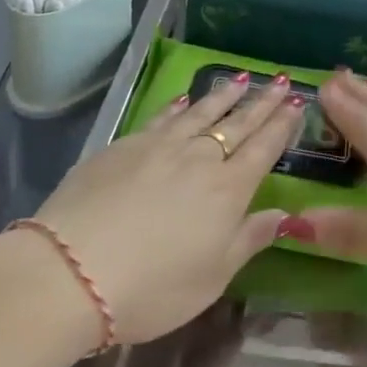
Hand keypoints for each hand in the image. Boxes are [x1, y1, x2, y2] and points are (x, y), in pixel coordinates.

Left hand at [33, 72, 304, 344]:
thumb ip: (249, 239)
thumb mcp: (212, 277)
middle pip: (238, 123)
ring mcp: (160, 147)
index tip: (297, 102)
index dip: (282, 125)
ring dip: (224, 95)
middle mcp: (200, 158)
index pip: (264, 148)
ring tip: (241, 78)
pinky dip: (178, 106)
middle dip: (262, 102)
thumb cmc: (151, 288)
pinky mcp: (124, 146)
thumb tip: (285, 215)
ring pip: (201, 113)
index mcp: (228, 190)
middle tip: (280, 81)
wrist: (69, 271)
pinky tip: (184, 100)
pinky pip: (161, 118)